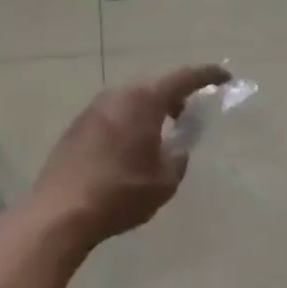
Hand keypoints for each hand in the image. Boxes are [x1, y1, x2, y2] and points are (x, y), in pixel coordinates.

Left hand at [34, 64, 232, 243]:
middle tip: (188, 116)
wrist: (61, 211)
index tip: (225, 77)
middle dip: (175, 95)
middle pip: (154, 85)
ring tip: (159, 135)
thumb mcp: (165, 180)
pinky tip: (129, 148)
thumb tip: (178, 145)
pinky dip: (128, 121)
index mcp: (143, 100)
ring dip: (149, 110)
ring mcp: (92, 108)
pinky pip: (112, 114)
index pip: (183, 77)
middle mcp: (116, 95)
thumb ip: (179, 155)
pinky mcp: (76, 126)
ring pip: (130, 99)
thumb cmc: (120, 194)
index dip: (208, 75)